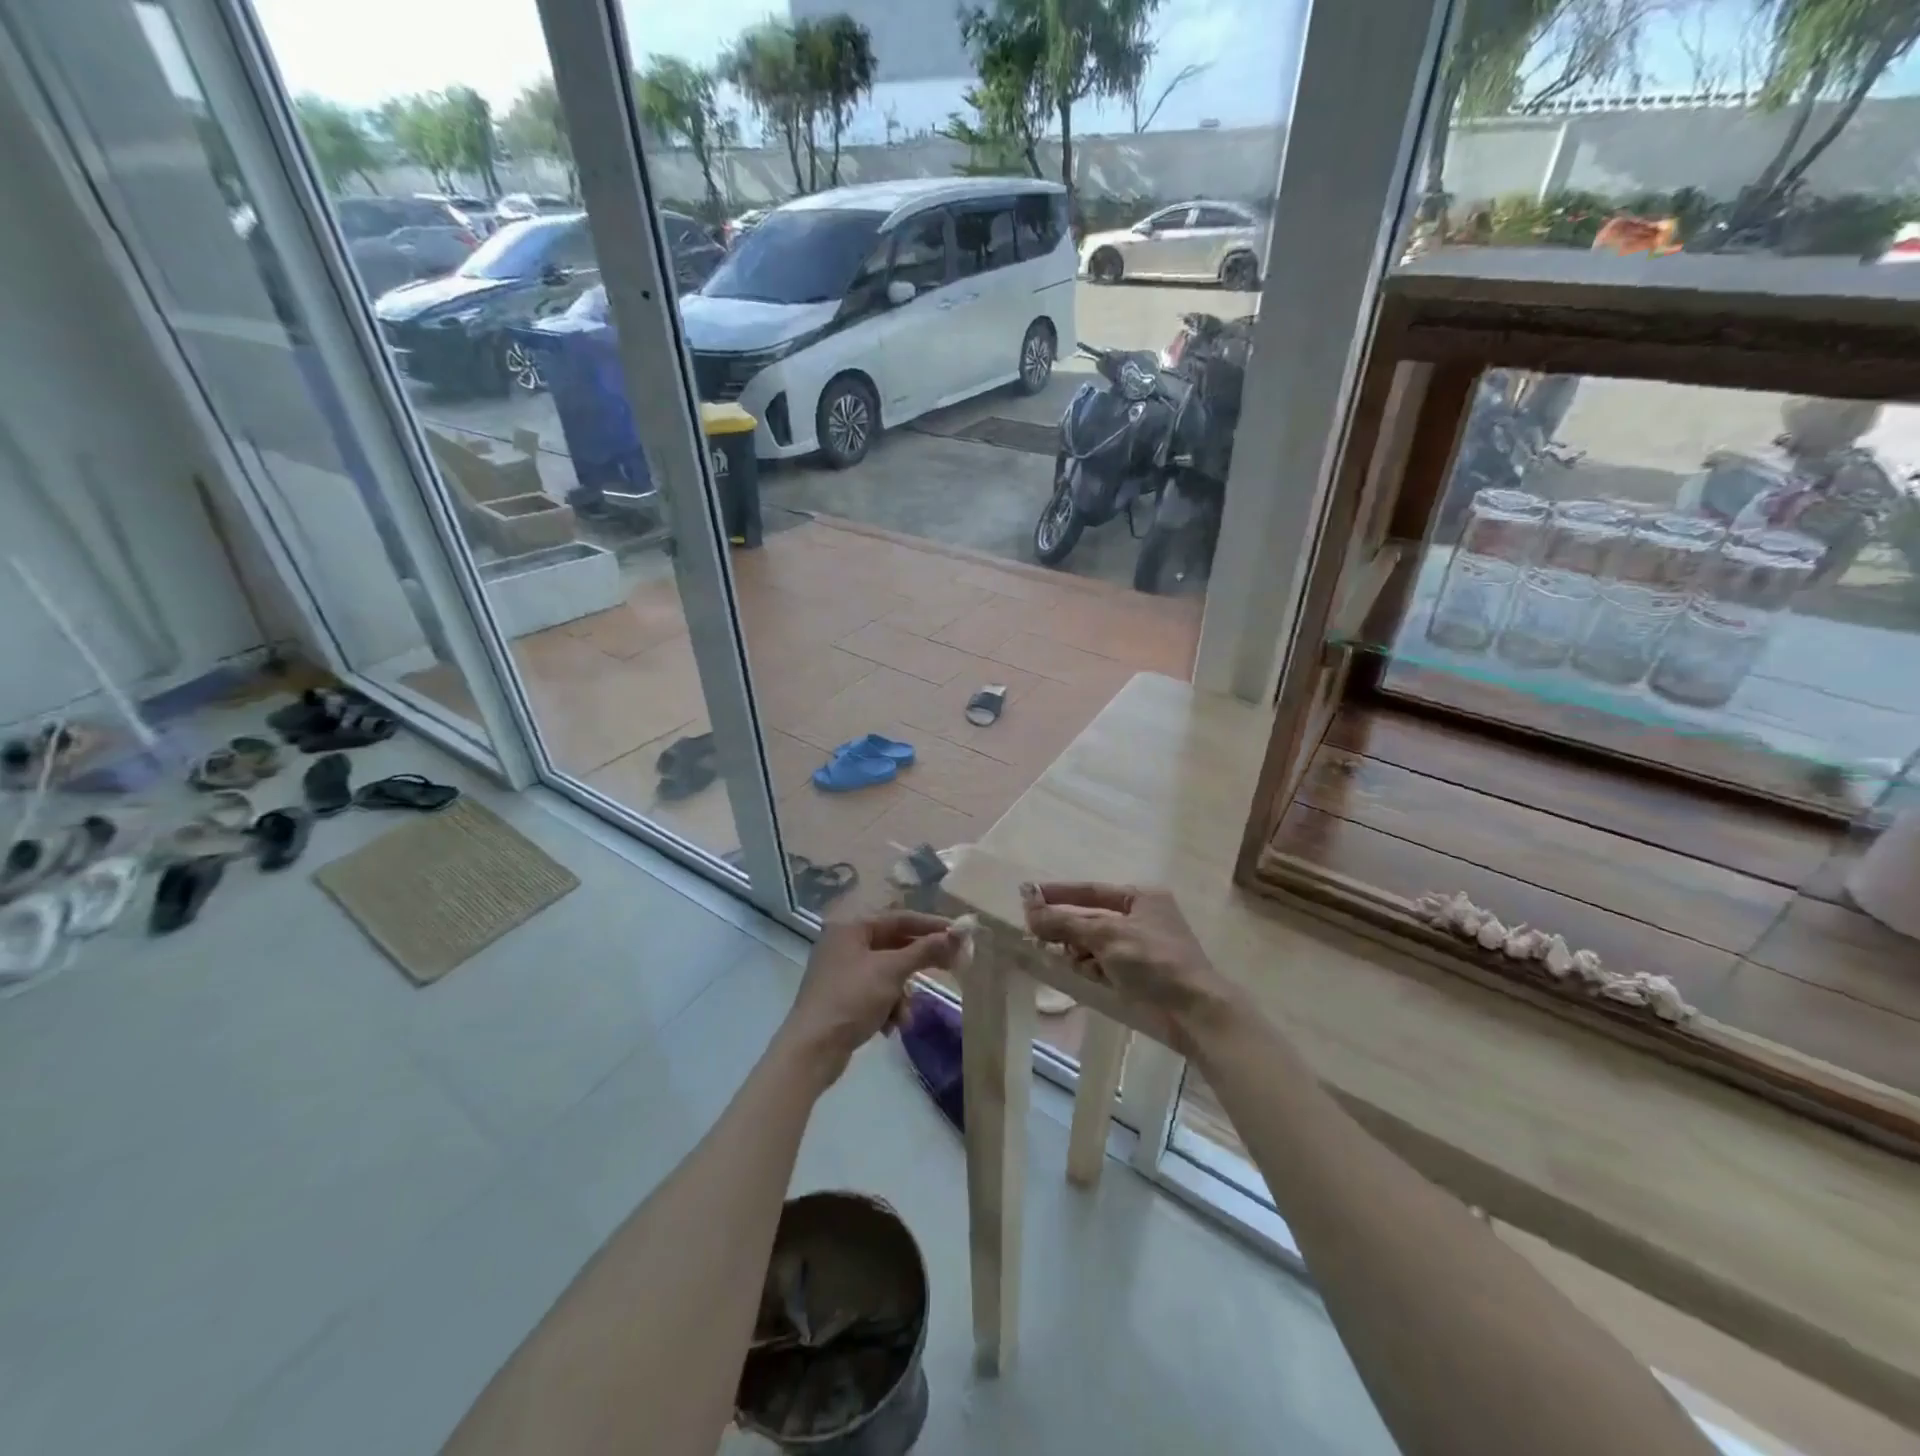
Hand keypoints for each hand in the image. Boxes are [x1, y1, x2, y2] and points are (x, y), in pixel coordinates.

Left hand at [774, 910, 964, 1087]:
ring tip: (904, 1015)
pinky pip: (876, 993)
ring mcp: (842, 972)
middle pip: (894, 946)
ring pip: (888, 974)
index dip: (931, 926)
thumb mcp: (891, 971)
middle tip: (952, 967)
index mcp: (851, 928)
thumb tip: (959, 932)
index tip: (959, 933)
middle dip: (918, 963)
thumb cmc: (851, 999)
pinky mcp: (843, 998)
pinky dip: (888, 1007)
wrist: (812, 1050)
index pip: (899, 918)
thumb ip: (925, 950)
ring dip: (902, 994)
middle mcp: (844, 944)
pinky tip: (890, 1027)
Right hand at [1020, 883, 1235, 1054]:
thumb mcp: (1105, 935)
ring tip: (1061, 956)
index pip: (1091, 890)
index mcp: (1142, 898)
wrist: (1195, 1011)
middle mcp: (1143, 918)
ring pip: (1096, 943)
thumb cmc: (1152, 961)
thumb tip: (1029, 908)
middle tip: (1036, 932)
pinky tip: (1084, 974)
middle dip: (1066, 926)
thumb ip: (1065, 921)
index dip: (1058, 893)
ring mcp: (1143, 948)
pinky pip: (1106, 964)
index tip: (1028, 895)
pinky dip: (1092, 967)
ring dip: (1078, 949)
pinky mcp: (1142, 975)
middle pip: (1092, 917)